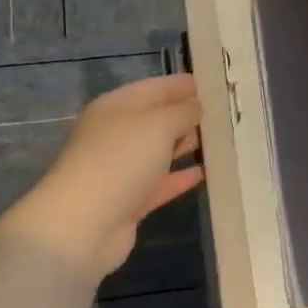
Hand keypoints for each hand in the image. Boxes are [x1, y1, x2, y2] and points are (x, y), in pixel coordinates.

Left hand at [11, 75, 203, 278]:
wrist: (83, 224)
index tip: (215, 83)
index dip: (183, 84)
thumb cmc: (120, 160)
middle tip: (225, 114)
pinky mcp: (129, 200)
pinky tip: (205, 173)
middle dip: (188, 115)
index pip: (155, 88)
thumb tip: (196, 107)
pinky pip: (160, 183)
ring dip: (186, 145)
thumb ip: (183, 112)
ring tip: (221, 141)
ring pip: (160, 151)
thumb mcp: (158, 125)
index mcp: (116, 107)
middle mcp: (117, 134)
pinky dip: (180, 177)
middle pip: (157, 119)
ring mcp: (122, 169)